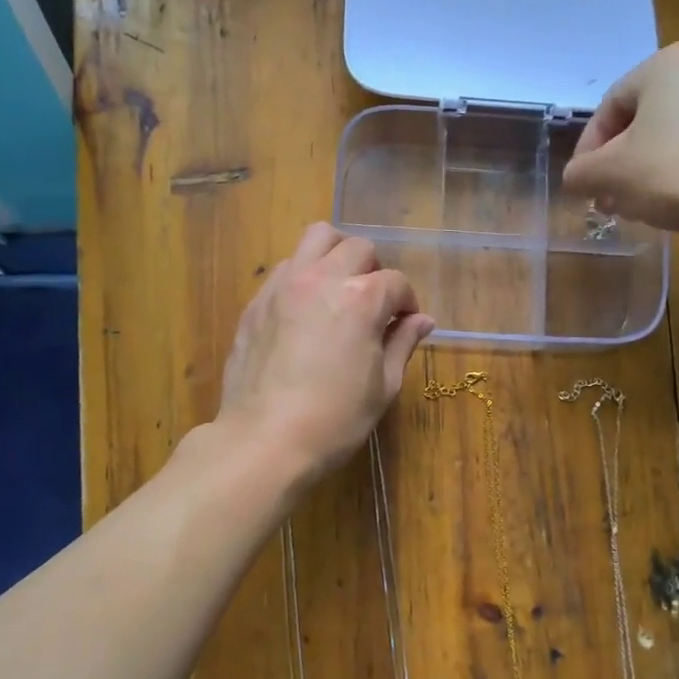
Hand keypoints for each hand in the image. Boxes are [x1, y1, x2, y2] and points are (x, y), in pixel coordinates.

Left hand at [216, 223, 435, 482]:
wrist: (265, 439)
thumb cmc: (335, 419)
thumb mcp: (382, 386)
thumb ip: (402, 344)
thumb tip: (422, 320)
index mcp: (361, 298)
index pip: (396, 282)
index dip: (406, 303)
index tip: (404, 324)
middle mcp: (322, 278)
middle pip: (357, 247)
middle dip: (373, 270)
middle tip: (372, 305)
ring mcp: (283, 285)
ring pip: (315, 239)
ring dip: (334, 256)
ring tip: (337, 290)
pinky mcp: (256, 302)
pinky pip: (285, 268)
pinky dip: (302, 276)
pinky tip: (304, 311)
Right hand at [560, 40, 678, 232]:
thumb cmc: (672, 173)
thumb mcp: (607, 174)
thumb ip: (579, 173)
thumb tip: (577, 178)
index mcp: (667, 62)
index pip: (609, 108)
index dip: (588, 151)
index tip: (583, 186)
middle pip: (640, 120)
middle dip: (618, 162)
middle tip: (606, 198)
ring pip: (670, 134)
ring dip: (644, 168)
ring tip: (634, 205)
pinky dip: (678, 168)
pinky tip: (670, 200)